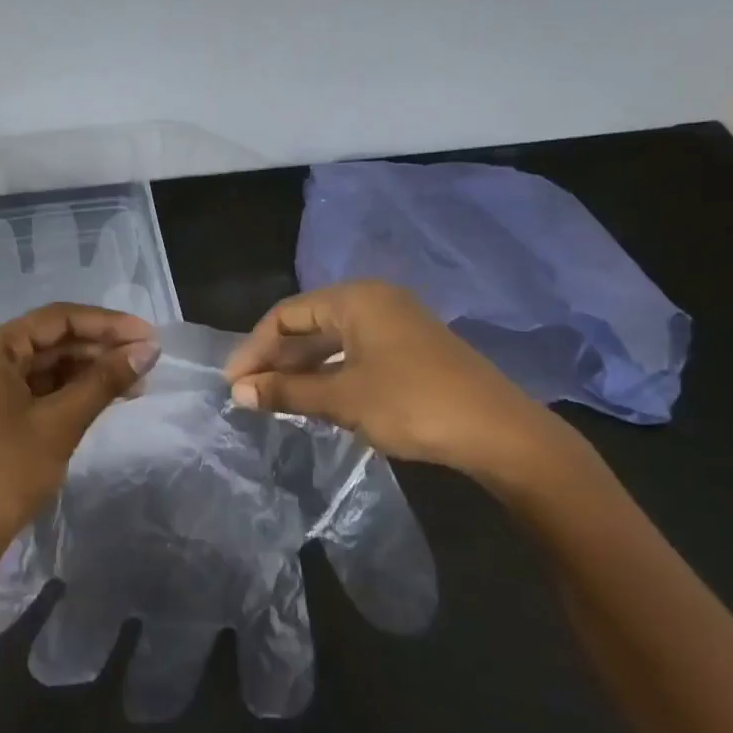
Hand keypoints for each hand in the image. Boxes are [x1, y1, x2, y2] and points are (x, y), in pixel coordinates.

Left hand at [0, 303, 159, 572]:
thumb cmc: (5, 474)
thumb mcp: (60, 424)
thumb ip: (104, 381)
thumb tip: (148, 350)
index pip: (57, 319)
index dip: (107, 323)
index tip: (148, 334)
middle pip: (51, 340)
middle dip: (100, 348)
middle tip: (147, 360)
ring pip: (45, 365)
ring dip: (88, 371)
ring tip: (135, 382)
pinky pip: (36, 389)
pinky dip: (69, 391)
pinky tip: (103, 398)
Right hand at [224, 279, 587, 494]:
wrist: (500, 433)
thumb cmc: (413, 404)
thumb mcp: (342, 398)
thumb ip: (286, 392)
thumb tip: (237, 392)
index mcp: (355, 299)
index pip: (286, 314)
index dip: (254, 347)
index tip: (233, 382)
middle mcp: (374, 301)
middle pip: (307, 324)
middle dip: (275, 358)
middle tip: (248, 393)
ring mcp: (395, 325)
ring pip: (331, 341)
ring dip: (300, 369)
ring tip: (273, 399)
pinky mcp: (410, 350)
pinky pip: (354, 354)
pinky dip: (328, 374)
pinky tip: (313, 399)